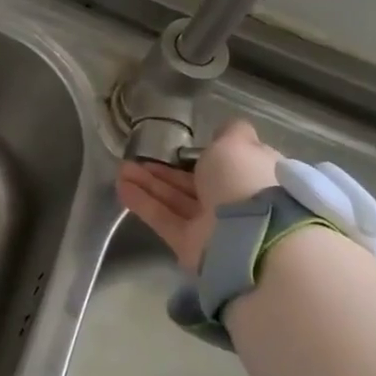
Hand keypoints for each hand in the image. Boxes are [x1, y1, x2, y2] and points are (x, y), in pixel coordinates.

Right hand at [116, 119, 283, 271]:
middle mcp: (236, 201)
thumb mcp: (237, 144)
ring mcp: (213, 226)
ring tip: (122, 168)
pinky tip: (121, 186)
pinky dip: (143, 203)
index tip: (184, 147)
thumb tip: (225, 130)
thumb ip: (229, 133)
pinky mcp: (191, 245)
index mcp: (254, 176)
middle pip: (196, 183)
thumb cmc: (244, 180)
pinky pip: (164, 219)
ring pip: (176, 200)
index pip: (230, 163)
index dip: (208, 154)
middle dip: (167, 170)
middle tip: (138, 156)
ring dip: (149, 183)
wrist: (250, 237)